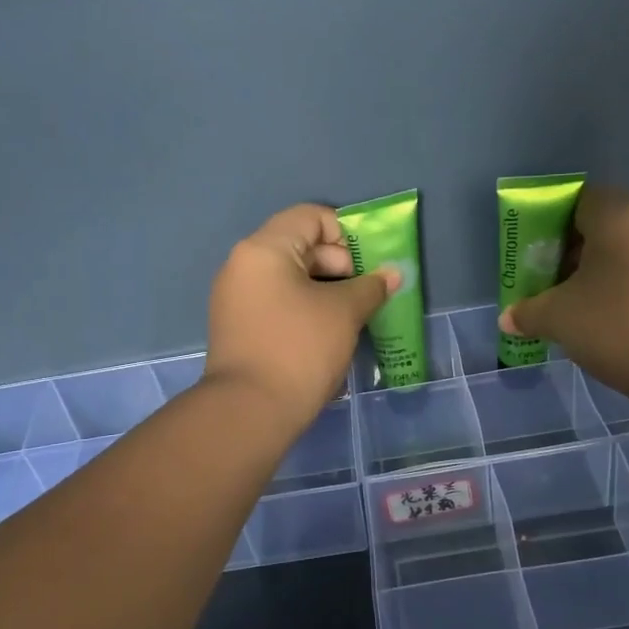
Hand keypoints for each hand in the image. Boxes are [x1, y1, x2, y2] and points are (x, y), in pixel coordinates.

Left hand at [206, 204, 398, 424]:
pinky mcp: (238, 326)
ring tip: (350, 317)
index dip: (346, 235)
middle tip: (362, 296)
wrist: (249, 411)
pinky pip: (277, 301)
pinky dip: (304, 307)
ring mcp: (235, 297)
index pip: (311, 216)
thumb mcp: (344, 313)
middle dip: (339, 265)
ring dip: (325, 289)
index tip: (366, 267)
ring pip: (290, 276)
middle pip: (300, 244)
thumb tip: (393, 274)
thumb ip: (371, 287)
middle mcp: (243, 265)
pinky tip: (325, 334)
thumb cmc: (300, 349)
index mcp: (264, 249)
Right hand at [498, 184, 628, 399]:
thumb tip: (507, 319)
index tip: (541, 259)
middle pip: (607, 223)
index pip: (579, 200)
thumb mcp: (559, 319)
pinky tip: (623, 318)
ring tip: (590, 306)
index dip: (554, 226)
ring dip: (608, 269)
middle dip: (579, 250)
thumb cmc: (619, 327)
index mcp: (619, 214)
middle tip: (559, 285)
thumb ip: (528, 312)